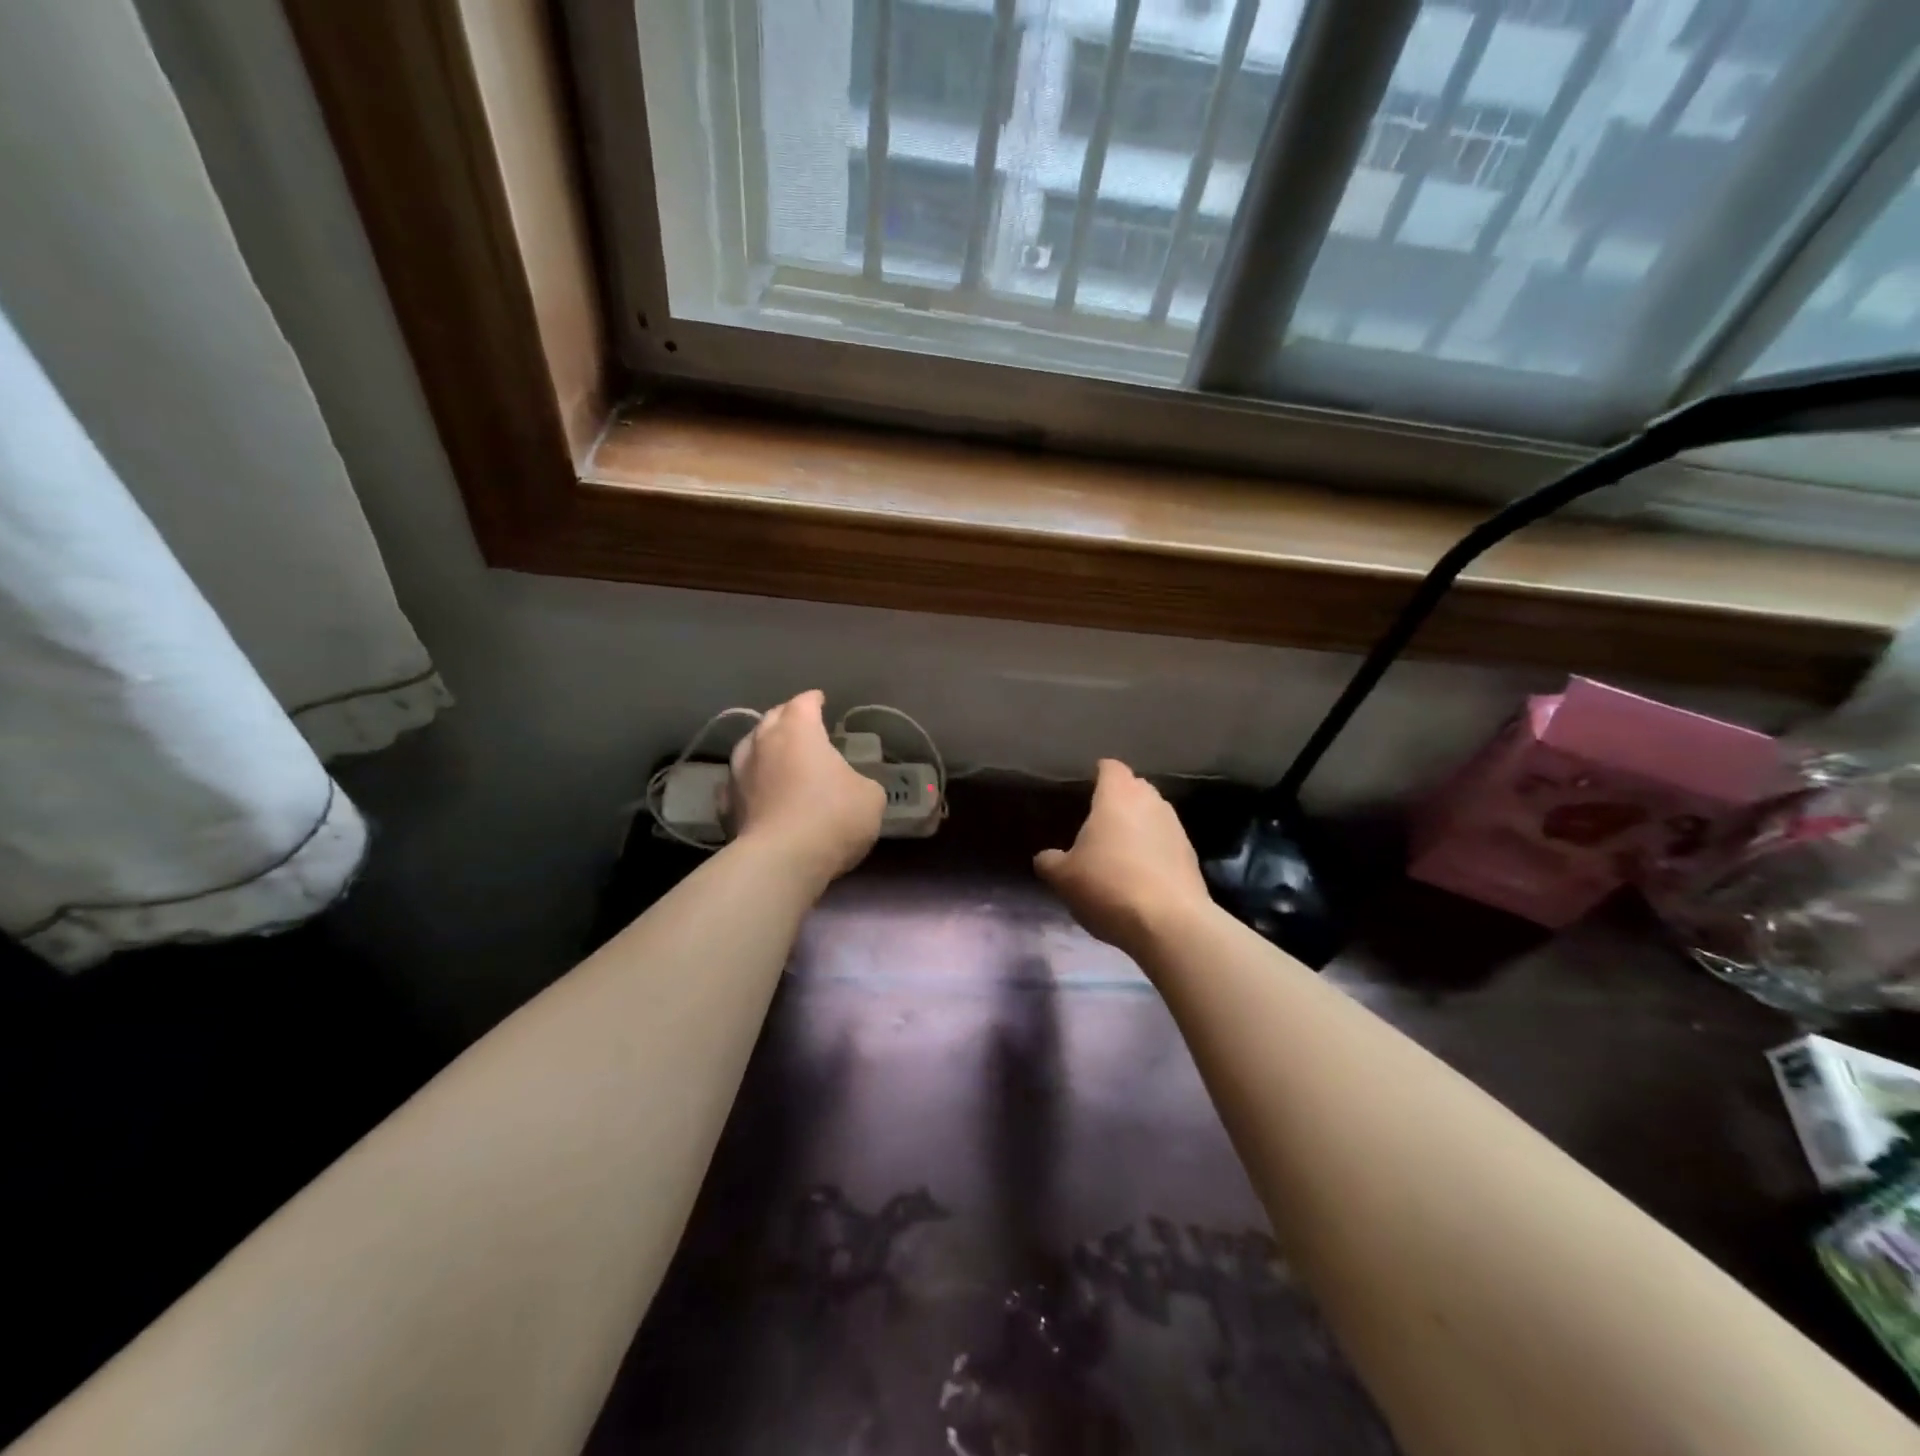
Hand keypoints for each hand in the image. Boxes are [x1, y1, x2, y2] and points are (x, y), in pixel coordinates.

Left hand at [729, 691, 884, 883]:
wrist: (781, 861)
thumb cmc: (832, 817)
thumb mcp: (870, 797)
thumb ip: (861, 782)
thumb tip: (853, 786)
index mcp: (798, 731)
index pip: (804, 703)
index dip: (814, 700)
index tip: (820, 701)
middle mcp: (763, 743)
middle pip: (771, 719)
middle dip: (786, 718)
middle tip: (800, 725)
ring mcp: (738, 774)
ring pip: (748, 748)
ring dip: (762, 748)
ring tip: (774, 755)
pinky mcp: (726, 806)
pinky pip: (736, 784)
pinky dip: (748, 783)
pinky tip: (754, 792)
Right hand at [1035, 759, 1211, 955]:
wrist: (1169, 923)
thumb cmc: (1108, 885)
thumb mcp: (1063, 877)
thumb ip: (1050, 862)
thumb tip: (1046, 858)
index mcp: (1117, 796)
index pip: (1110, 768)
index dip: (1099, 774)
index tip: (1087, 786)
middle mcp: (1151, 802)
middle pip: (1135, 788)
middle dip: (1120, 799)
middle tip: (1099, 821)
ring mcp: (1176, 828)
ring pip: (1153, 815)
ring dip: (1139, 826)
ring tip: (1120, 850)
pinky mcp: (1192, 856)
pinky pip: (1166, 843)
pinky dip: (1154, 851)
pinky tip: (1141, 875)